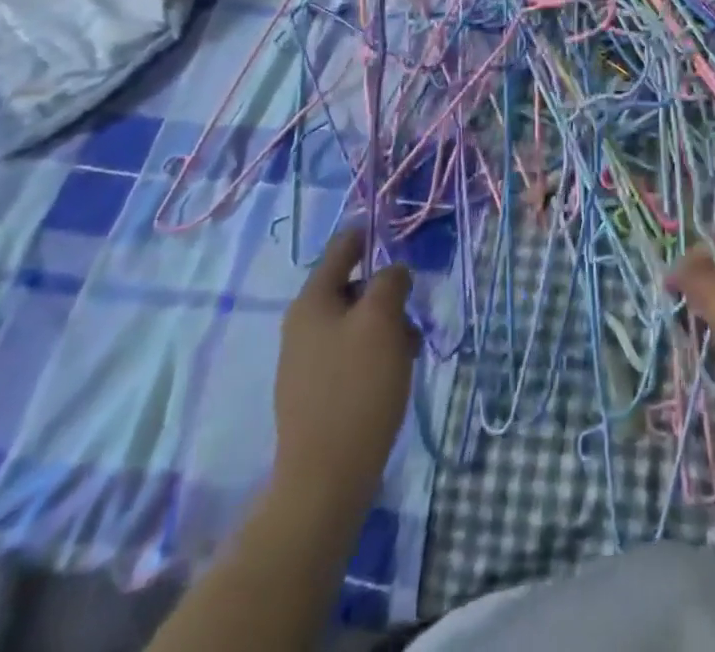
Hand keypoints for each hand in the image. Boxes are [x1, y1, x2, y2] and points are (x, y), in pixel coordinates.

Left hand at [271, 227, 420, 513]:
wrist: (325, 478)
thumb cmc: (357, 387)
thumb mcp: (382, 321)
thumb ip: (390, 282)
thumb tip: (392, 272)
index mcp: (312, 301)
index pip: (342, 248)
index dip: (370, 235)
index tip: (398, 235)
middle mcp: (302, 324)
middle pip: (352, 287)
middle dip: (386, 295)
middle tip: (411, 314)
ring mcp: (305, 360)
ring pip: (354, 323)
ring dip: (385, 328)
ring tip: (407, 353)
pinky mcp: (314, 392)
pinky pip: (349, 354)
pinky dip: (373, 355)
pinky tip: (391, 377)